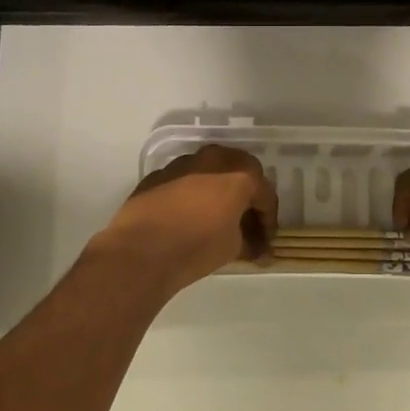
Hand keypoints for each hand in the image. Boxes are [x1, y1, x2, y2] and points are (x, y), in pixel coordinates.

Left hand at [94, 145, 277, 293]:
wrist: (141, 250)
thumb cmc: (197, 246)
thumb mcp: (233, 247)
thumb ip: (248, 239)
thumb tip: (254, 247)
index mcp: (239, 173)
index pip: (265, 195)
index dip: (268, 221)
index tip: (265, 242)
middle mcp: (213, 159)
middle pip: (239, 173)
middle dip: (246, 198)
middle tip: (246, 223)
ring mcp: (182, 163)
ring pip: (210, 172)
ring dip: (218, 192)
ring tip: (216, 219)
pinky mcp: (157, 175)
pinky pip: (185, 181)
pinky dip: (193, 195)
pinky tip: (188, 217)